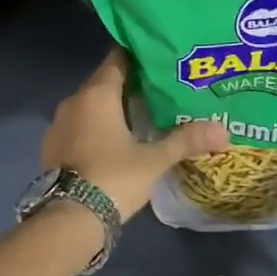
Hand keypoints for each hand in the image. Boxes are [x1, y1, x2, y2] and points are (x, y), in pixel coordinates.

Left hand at [41, 49, 229, 221]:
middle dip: (130, 85)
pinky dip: (96, 128)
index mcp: (97, 94)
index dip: (139, 56)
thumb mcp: (154, 159)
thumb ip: (186, 140)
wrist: (68, 219)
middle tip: (159, 89)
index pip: (118, 59)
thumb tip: (225, 130)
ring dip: (112, 109)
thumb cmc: (113, 177)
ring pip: (90, 106)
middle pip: (105, 82)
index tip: (160, 59)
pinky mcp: (51, 147)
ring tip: (142, 116)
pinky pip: (79, 126)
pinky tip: (115, 142)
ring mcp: (58, 124)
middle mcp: (74, 101)